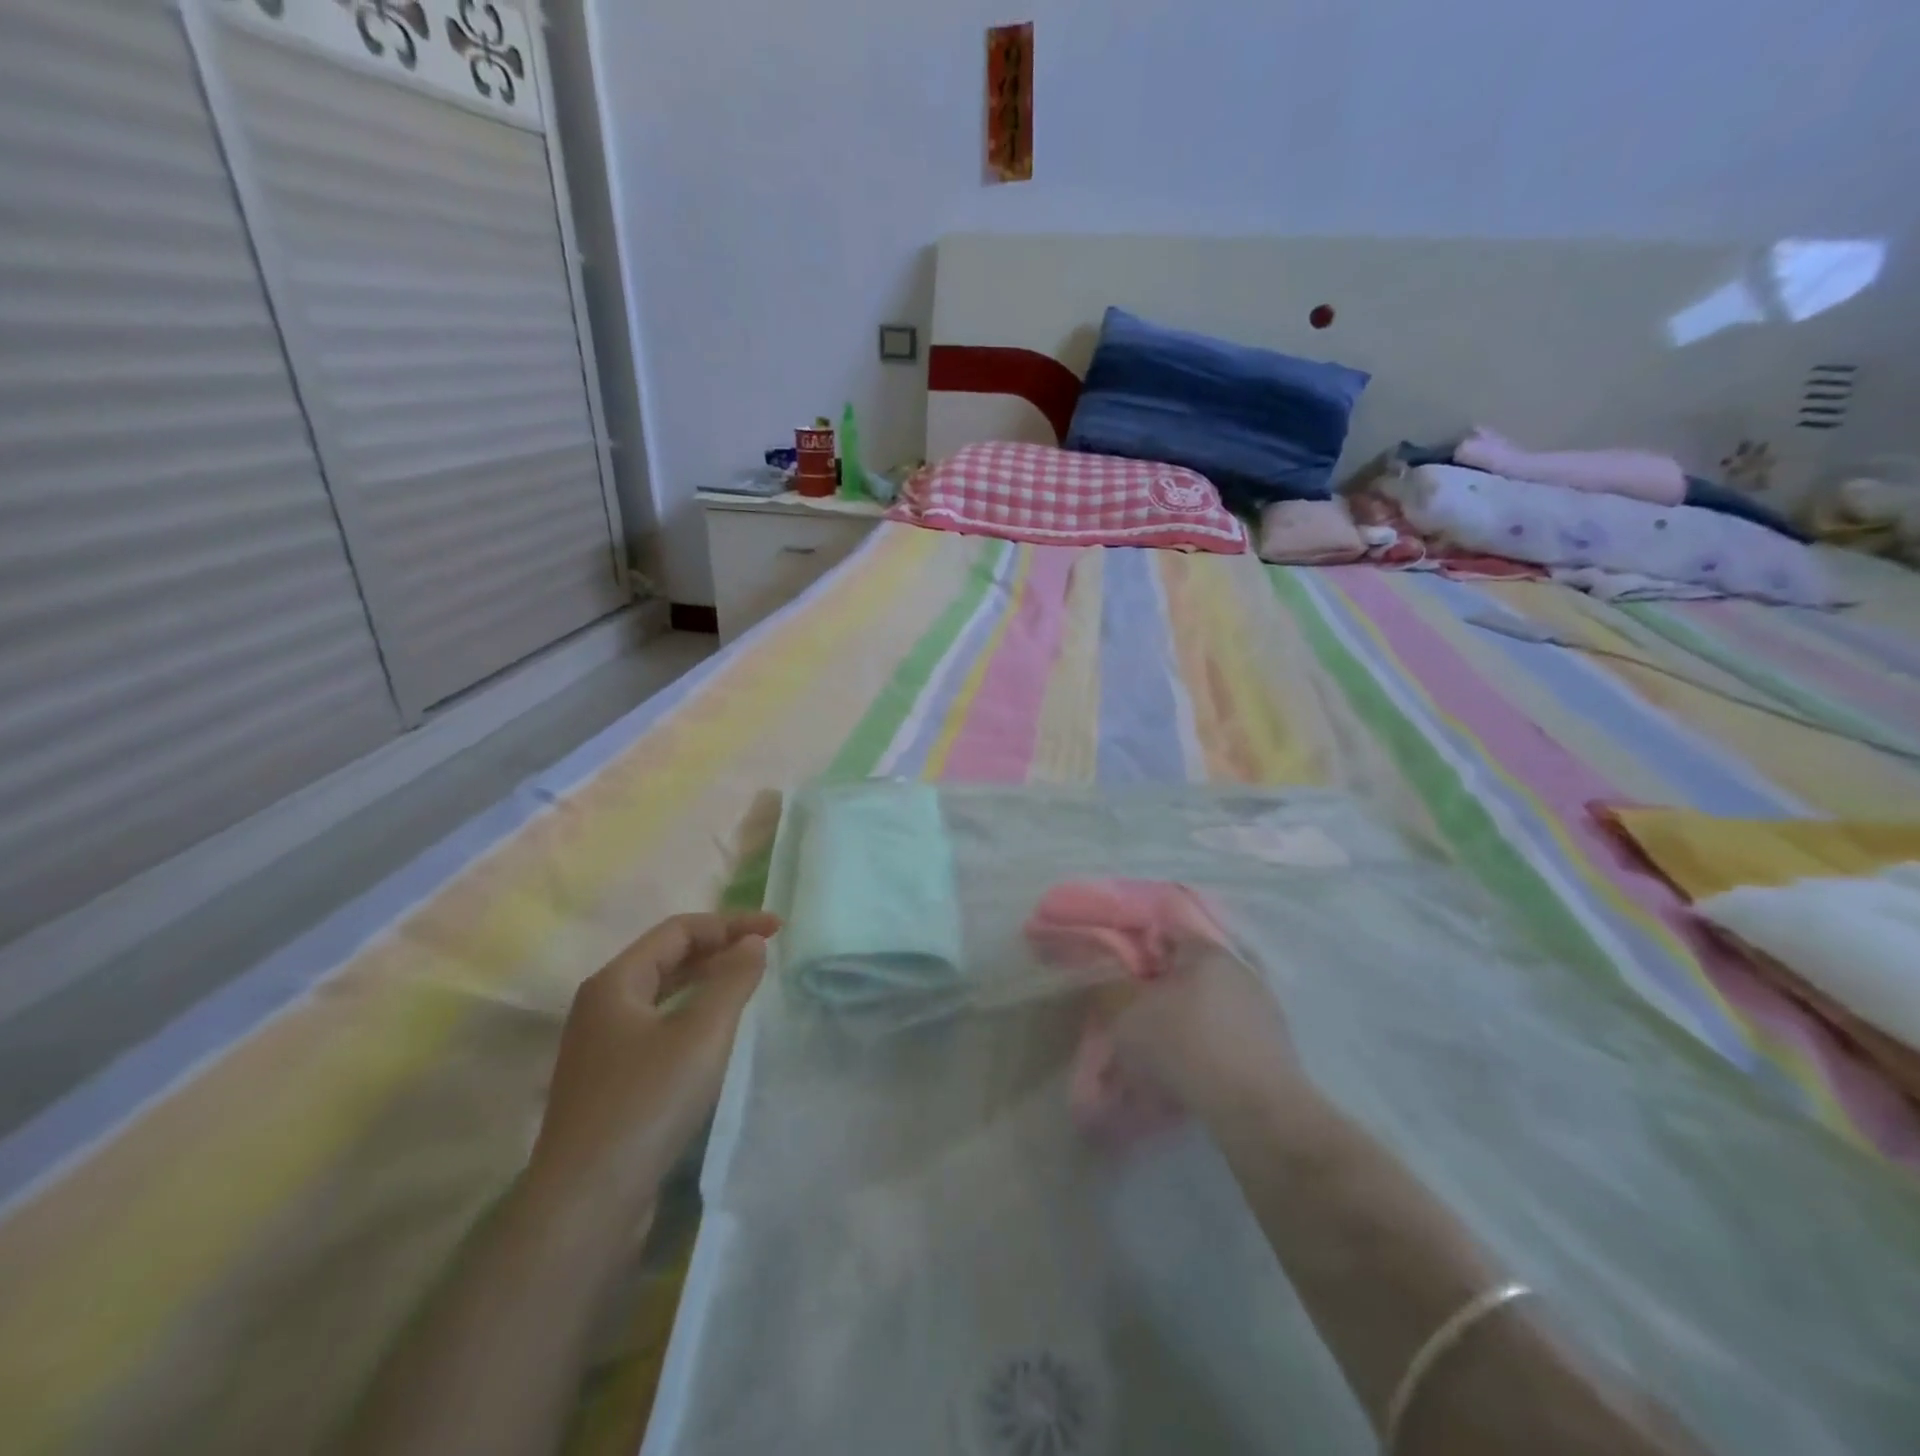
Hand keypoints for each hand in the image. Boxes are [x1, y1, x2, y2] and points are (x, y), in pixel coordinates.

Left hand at [526, 911, 780, 1222]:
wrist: (585, 1204)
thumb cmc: (646, 1103)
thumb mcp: (701, 1033)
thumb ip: (732, 980)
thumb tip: (752, 943)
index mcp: (615, 983)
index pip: (679, 930)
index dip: (731, 923)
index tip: (777, 929)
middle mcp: (601, 1007)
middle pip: (667, 958)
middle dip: (719, 947)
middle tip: (765, 950)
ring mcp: (601, 1047)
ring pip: (662, 995)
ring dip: (705, 980)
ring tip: (746, 982)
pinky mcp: (610, 1083)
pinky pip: (658, 1028)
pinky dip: (691, 1014)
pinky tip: (715, 1034)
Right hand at [1090, 944, 1303, 1121]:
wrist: (1257, 1110)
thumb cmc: (1185, 1046)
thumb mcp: (1128, 1019)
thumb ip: (1113, 995)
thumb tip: (1112, 988)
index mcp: (1205, 950)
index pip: (1166, 932)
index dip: (1137, 951)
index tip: (1118, 977)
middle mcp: (1238, 970)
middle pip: (1188, 972)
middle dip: (1161, 994)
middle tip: (1135, 1020)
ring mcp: (1262, 1008)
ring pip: (1208, 1008)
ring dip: (1184, 1025)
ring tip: (1158, 1057)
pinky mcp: (1275, 1047)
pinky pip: (1227, 1038)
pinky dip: (1206, 1051)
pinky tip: (1188, 1076)